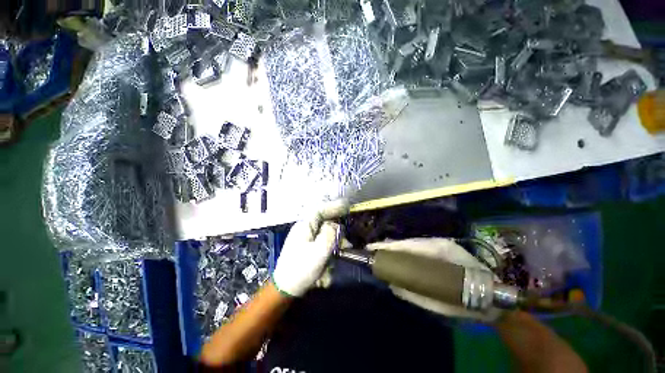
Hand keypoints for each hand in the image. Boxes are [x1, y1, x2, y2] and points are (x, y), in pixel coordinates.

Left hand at [272, 200, 348, 296]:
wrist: (285, 289)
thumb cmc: (301, 269)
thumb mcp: (319, 252)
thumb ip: (330, 234)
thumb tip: (335, 225)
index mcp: (304, 226)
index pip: (320, 210)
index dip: (334, 206)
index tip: (347, 206)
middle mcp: (304, 229)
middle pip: (324, 221)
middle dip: (336, 228)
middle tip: (347, 237)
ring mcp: (305, 238)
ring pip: (324, 232)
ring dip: (334, 240)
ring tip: (343, 250)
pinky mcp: (307, 247)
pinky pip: (321, 242)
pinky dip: (329, 247)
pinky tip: (333, 257)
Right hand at [366, 238, 501, 321]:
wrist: (494, 297)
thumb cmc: (469, 300)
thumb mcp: (443, 303)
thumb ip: (417, 295)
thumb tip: (393, 286)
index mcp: (440, 252)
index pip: (408, 245)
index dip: (389, 246)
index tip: (372, 248)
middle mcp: (437, 244)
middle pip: (407, 242)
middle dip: (389, 245)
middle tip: (372, 251)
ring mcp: (440, 244)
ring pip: (411, 244)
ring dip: (395, 247)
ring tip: (379, 252)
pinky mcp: (442, 249)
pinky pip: (418, 248)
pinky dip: (404, 251)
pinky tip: (396, 255)